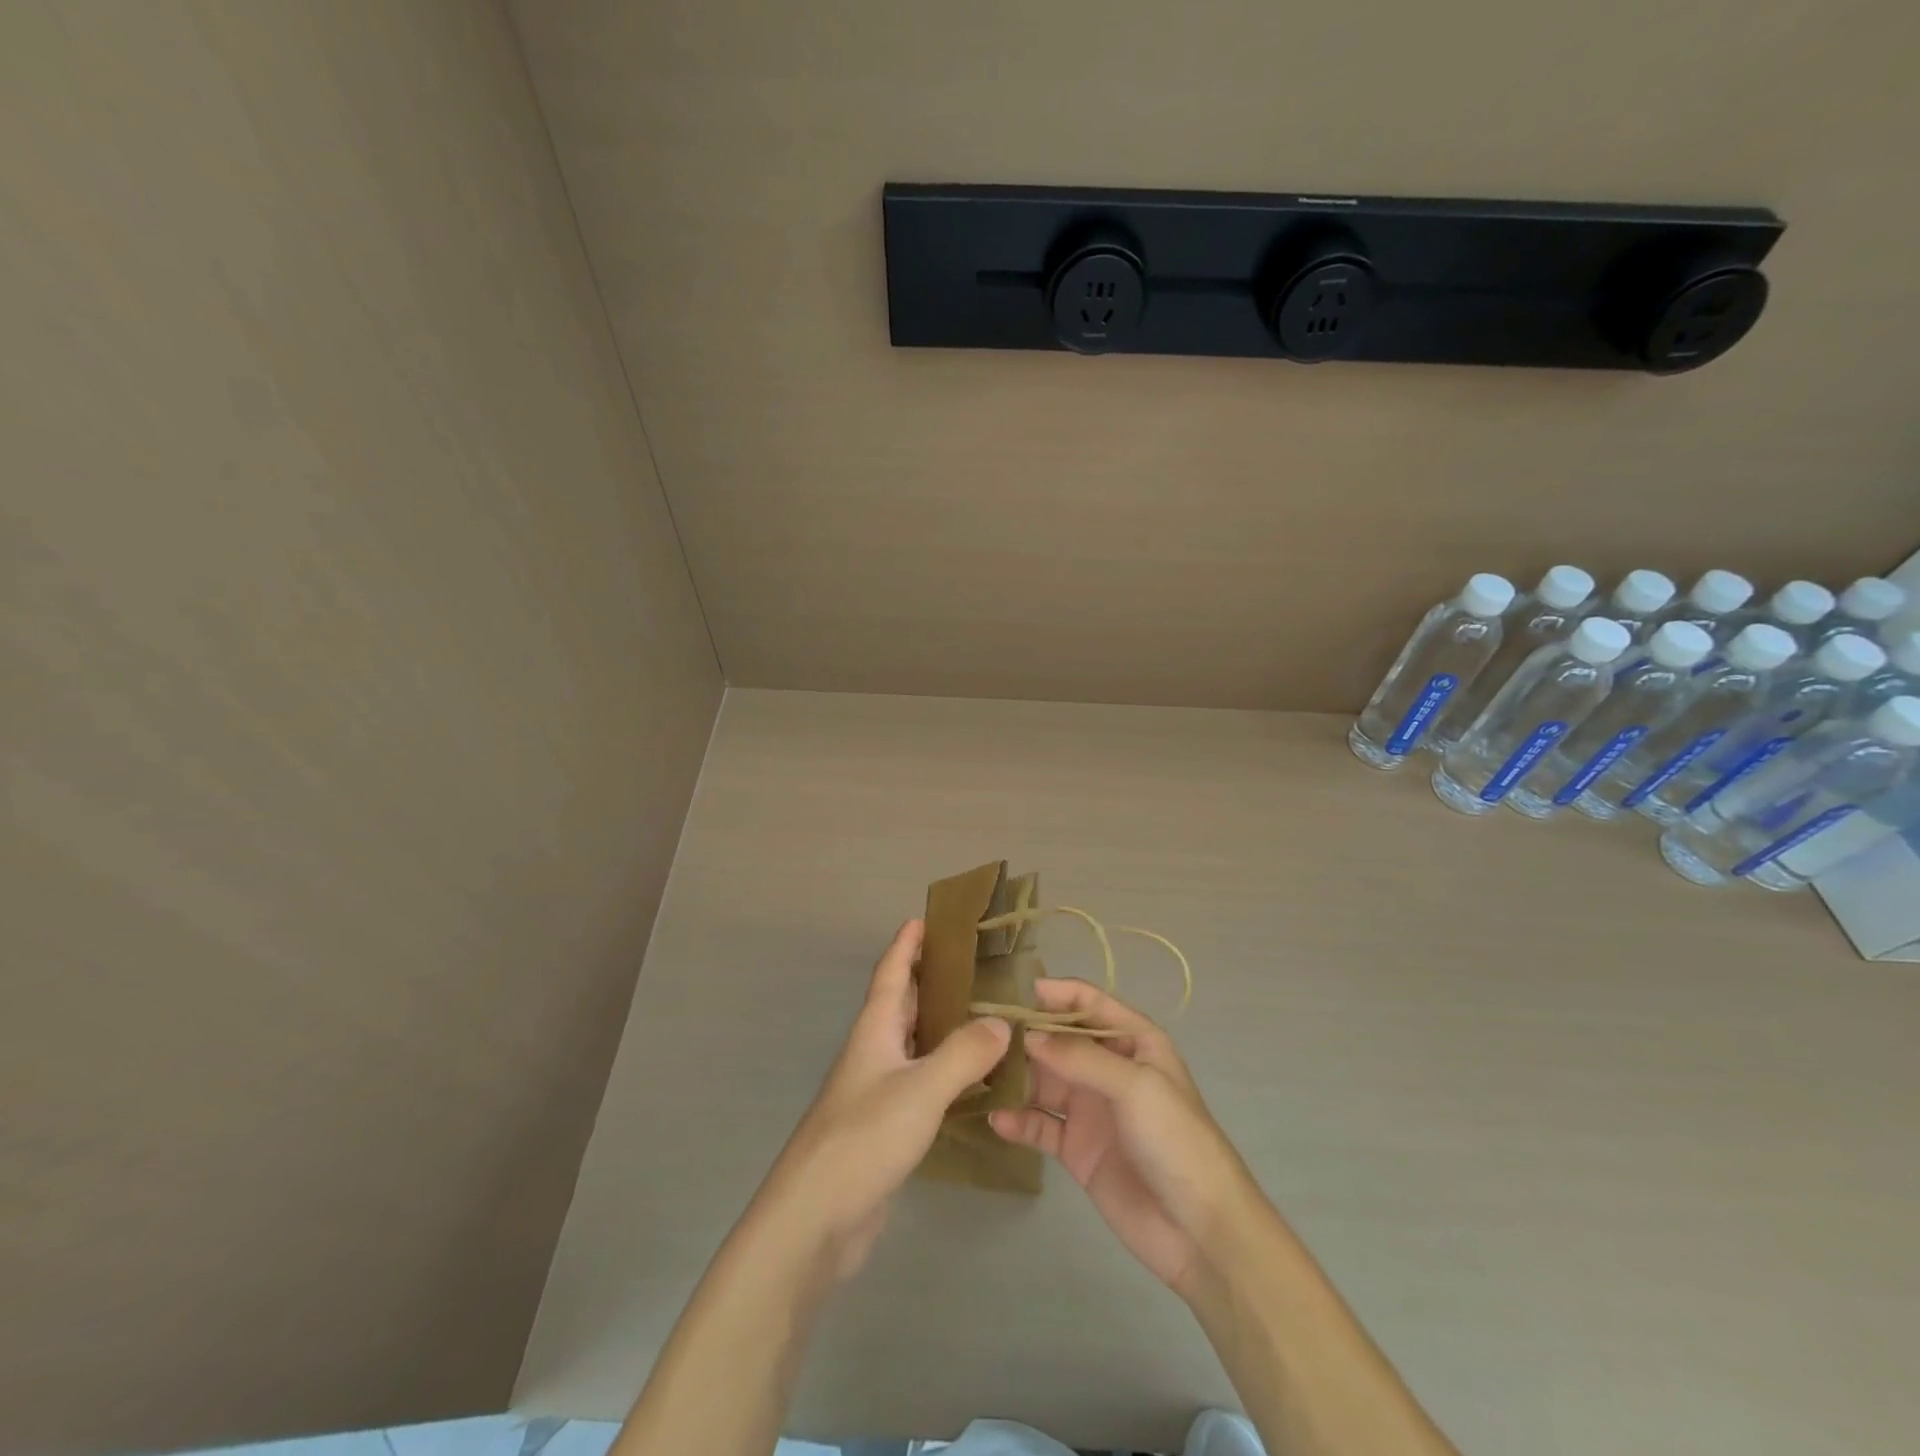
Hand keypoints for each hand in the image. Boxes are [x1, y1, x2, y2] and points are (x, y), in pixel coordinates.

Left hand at [757, 920, 1012, 1279]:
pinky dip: (947, 1070)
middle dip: (931, 979)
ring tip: (986, 1013)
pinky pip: (922, 1082)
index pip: (891, 973)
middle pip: (903, 1003)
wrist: (815, 1219)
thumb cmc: (863, 1138)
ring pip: (915, 1043)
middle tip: (975, 964)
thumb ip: (964, 1054)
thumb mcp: (920, 1089)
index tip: (926, 918)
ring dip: (943, 1025)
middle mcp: (875, 1052)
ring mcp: (878, 1091)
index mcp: (875, 1031)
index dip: (906, 945)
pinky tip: (974, 1078)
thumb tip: (1002, 1022)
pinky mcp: (887, 1126)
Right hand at [989, 978, 1257, 1297]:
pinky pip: (1041, 1125)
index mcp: (1134, 1042)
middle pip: (1059, 1042)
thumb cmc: (1176, 1140)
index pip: (1090, 1004)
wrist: (1200, 1230)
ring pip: (1044, 1081)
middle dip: (1026, 1037)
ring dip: (1016, 1077)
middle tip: (982, 1036)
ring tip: (979, 1074)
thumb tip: (1028, 1036)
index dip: (1056, 993)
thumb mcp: (1134, 1086)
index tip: (1014, 992)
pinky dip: (1019, 1121)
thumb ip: (1080, 1057)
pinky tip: (996, 1120)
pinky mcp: (1077, 1149)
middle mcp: (1109, 1069)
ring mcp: (1091, 1110)